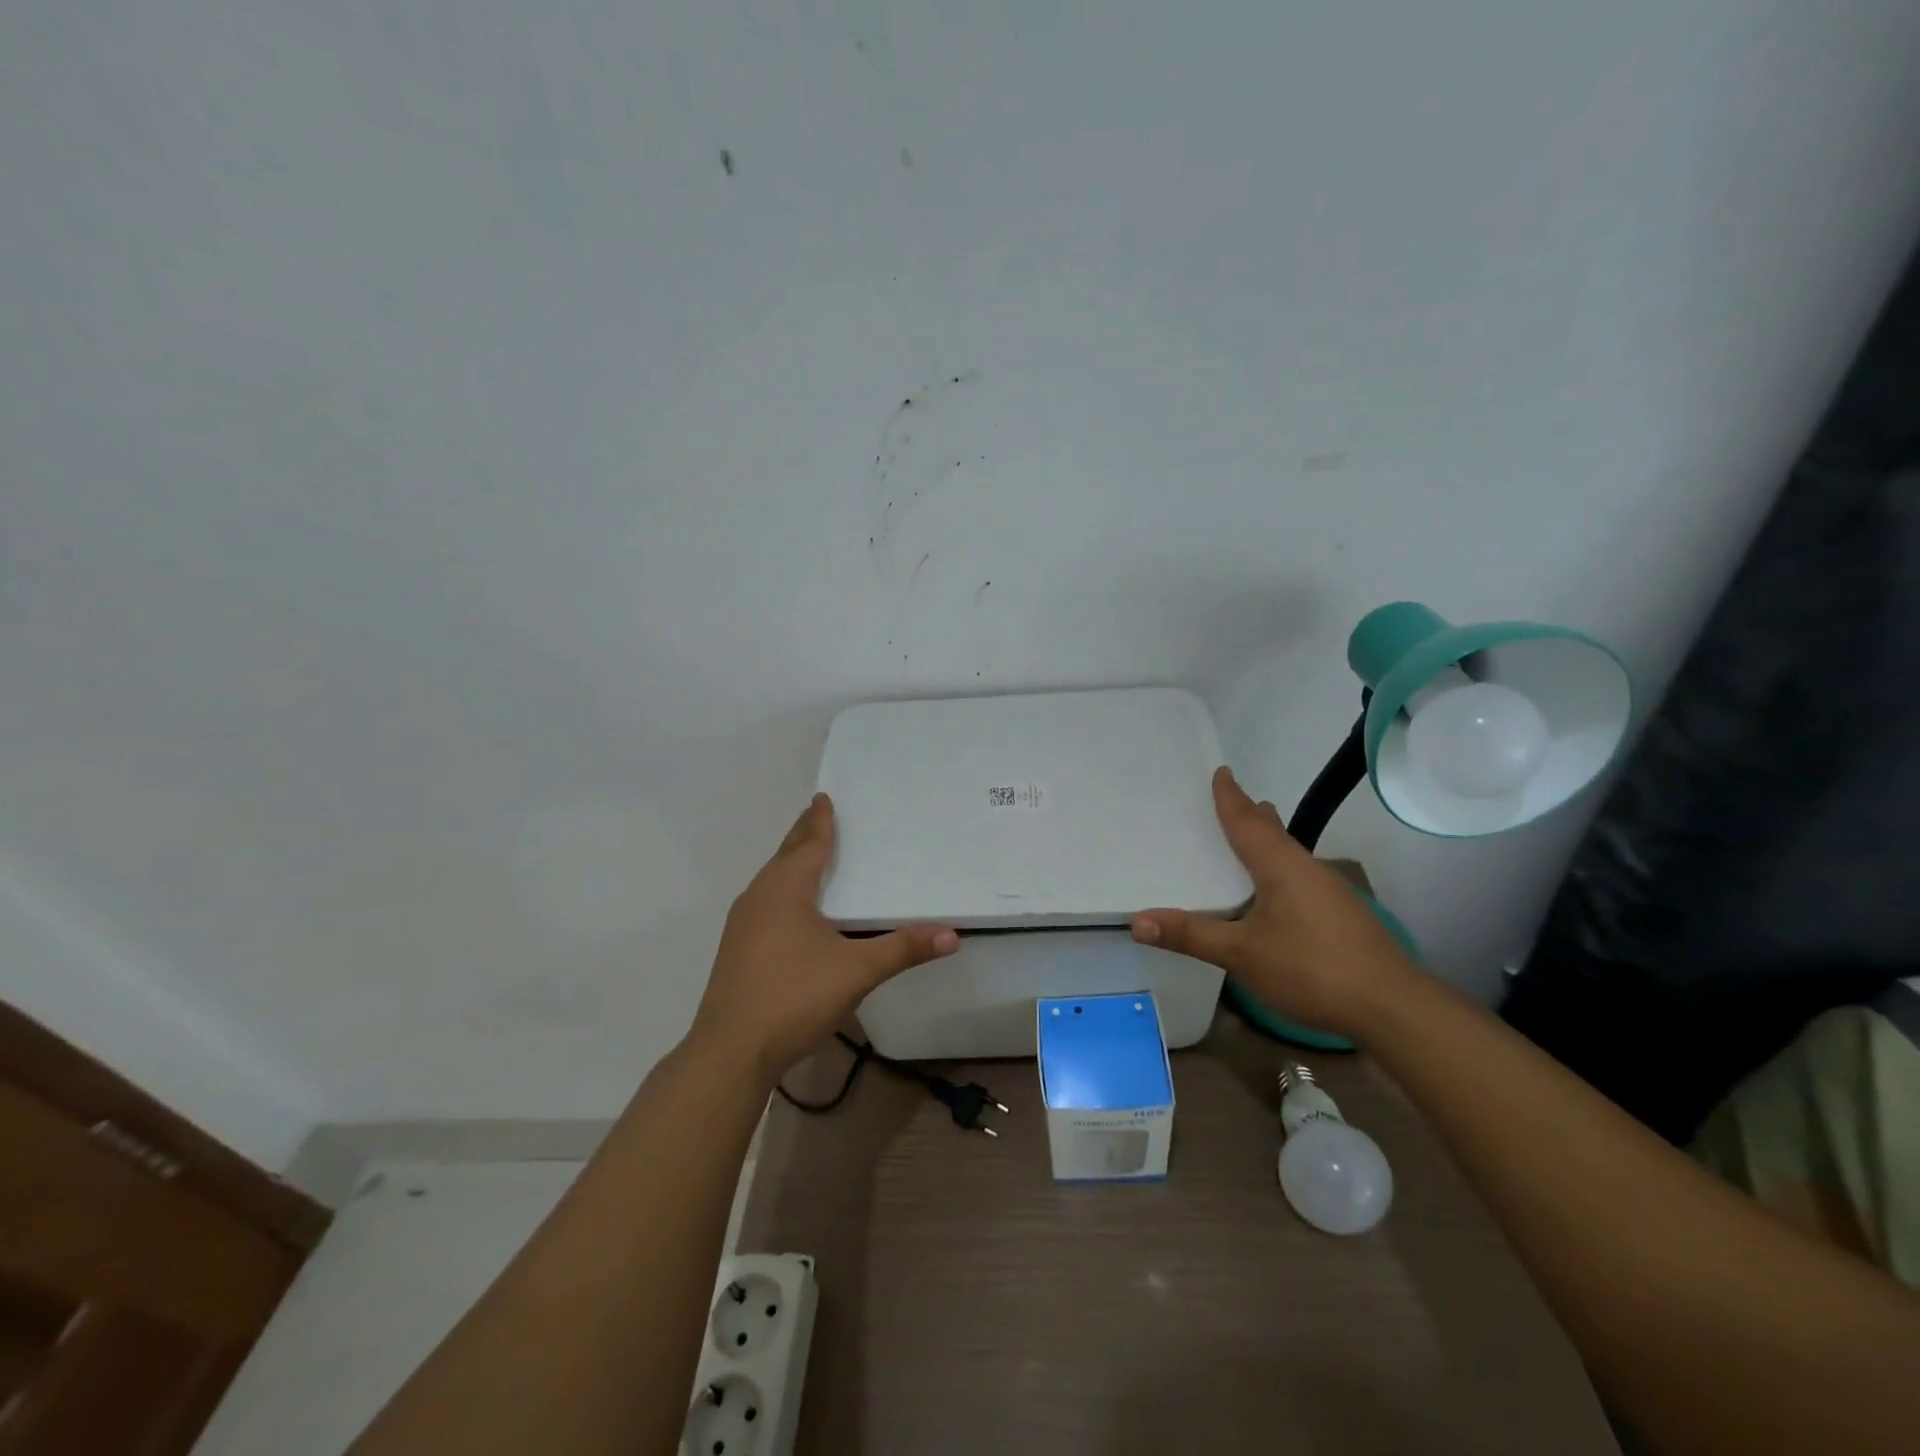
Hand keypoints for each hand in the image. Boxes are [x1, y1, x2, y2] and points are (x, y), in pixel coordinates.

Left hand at [689, 793, 958, 1084]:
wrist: (730, 1052)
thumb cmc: (794, 997)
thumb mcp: (857, 971)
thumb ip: (903, 949)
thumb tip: (951, 935)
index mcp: (786, 889)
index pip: (809, 844)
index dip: (820, 821)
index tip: (823, 797)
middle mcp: (760, 896)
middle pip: (785, 855)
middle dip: (803, 834)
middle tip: (819, 814)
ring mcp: (743, 923)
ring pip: (771, 879)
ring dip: (790, 861)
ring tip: (808, 854)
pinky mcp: (737, 948)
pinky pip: (765, 901)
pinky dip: (783, 888)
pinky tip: (792, 908)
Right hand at [1131, 766, 1418, 1039]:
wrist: (1392, 1007)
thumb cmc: (1311, 969)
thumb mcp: (1241, 954)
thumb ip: (1191, 936)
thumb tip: (1137, 921)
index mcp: (1280, 865)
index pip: (1247, 821)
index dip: (1230, 797)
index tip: (1221, 771)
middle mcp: (1306, 868)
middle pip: (1273, 831)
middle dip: (1251, 814)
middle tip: (1231, 800)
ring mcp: (1329, 891)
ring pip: (1289, 854)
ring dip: (1267, 840)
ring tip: (1250, 837)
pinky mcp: (1341, 914)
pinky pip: (1299, 876)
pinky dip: (1278, 868)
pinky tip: (1275, 891)